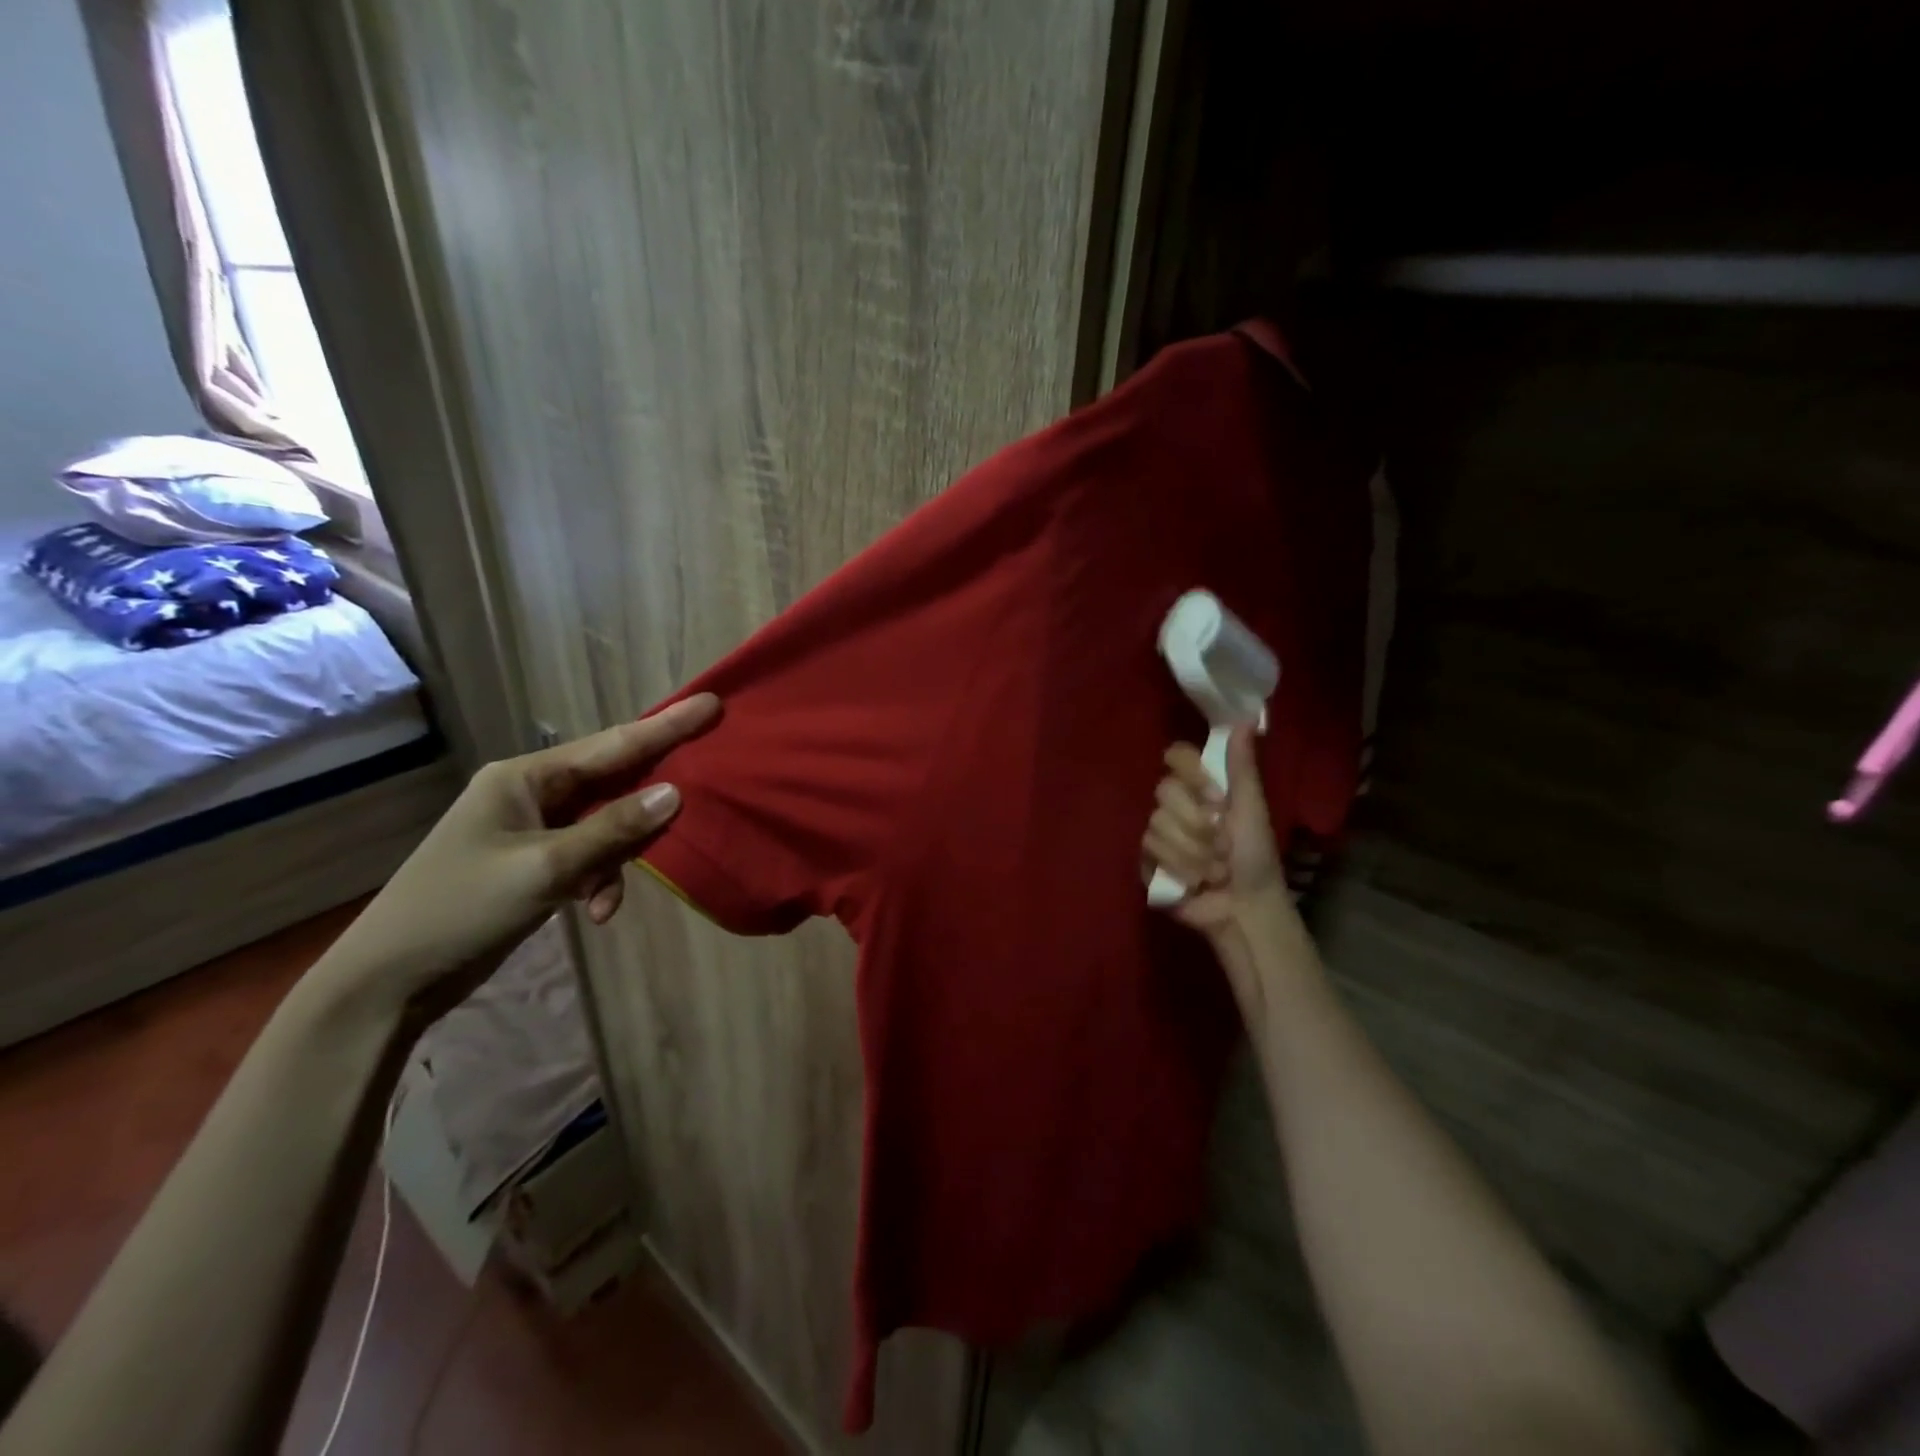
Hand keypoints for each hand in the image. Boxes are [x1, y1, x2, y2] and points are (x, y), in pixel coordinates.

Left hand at [321, 693, 720, 1019]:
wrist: (390, 979)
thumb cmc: (463, 908)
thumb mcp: (545, 868)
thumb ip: (613, 829)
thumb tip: (674, 793)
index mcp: (525, 777)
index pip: (611, 745)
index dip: (666, 726)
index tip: (712, 705)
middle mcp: (531, 793)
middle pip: (612, 781)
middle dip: (651, 797)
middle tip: (702, 791)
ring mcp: (532, 828)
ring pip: (605, 824)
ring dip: (618, 858)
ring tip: (610, 896)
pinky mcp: (535, 862)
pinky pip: (589, 855)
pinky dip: (600, 879)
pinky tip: (597, 911)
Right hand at [1141, 725, 1287, 941]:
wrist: (1244, 909)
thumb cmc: (1255, 859)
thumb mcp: (1252, 810)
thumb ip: (1242, 767)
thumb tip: (1247, 717)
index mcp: (1202, 788)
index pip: (1177, 756)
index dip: (1191, 773)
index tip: (1217, 798)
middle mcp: (1176, 805)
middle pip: (1164, 791)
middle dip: (1197, 823)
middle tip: (1223, 845)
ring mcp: (1159, 833)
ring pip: (1156, 823)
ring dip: (1192, 851)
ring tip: (1214, 870)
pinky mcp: (1147, 860)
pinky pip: (1148, 849)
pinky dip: (1177, 866)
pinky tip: (1193, 881)